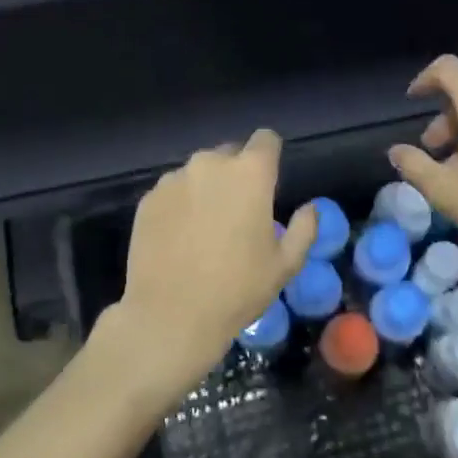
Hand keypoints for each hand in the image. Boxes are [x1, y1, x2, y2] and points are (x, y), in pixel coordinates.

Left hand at [105, 130, 316, 405]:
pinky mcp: (148, 199)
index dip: (270, 156)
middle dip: (237, 174)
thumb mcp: (285, 265)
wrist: (169, 317)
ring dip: (206, 189)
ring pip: (198, 173)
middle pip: (230, 153)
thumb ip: (304, 229)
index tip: (269, 180)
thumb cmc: (237, 290)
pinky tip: (179, 238)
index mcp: (250, 173)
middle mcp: (210, 164)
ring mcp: (174, 180)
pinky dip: (180, 205)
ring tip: (205, 228)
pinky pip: (172, 191)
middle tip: (238, 212)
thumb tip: (310, 207)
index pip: (266, 139)